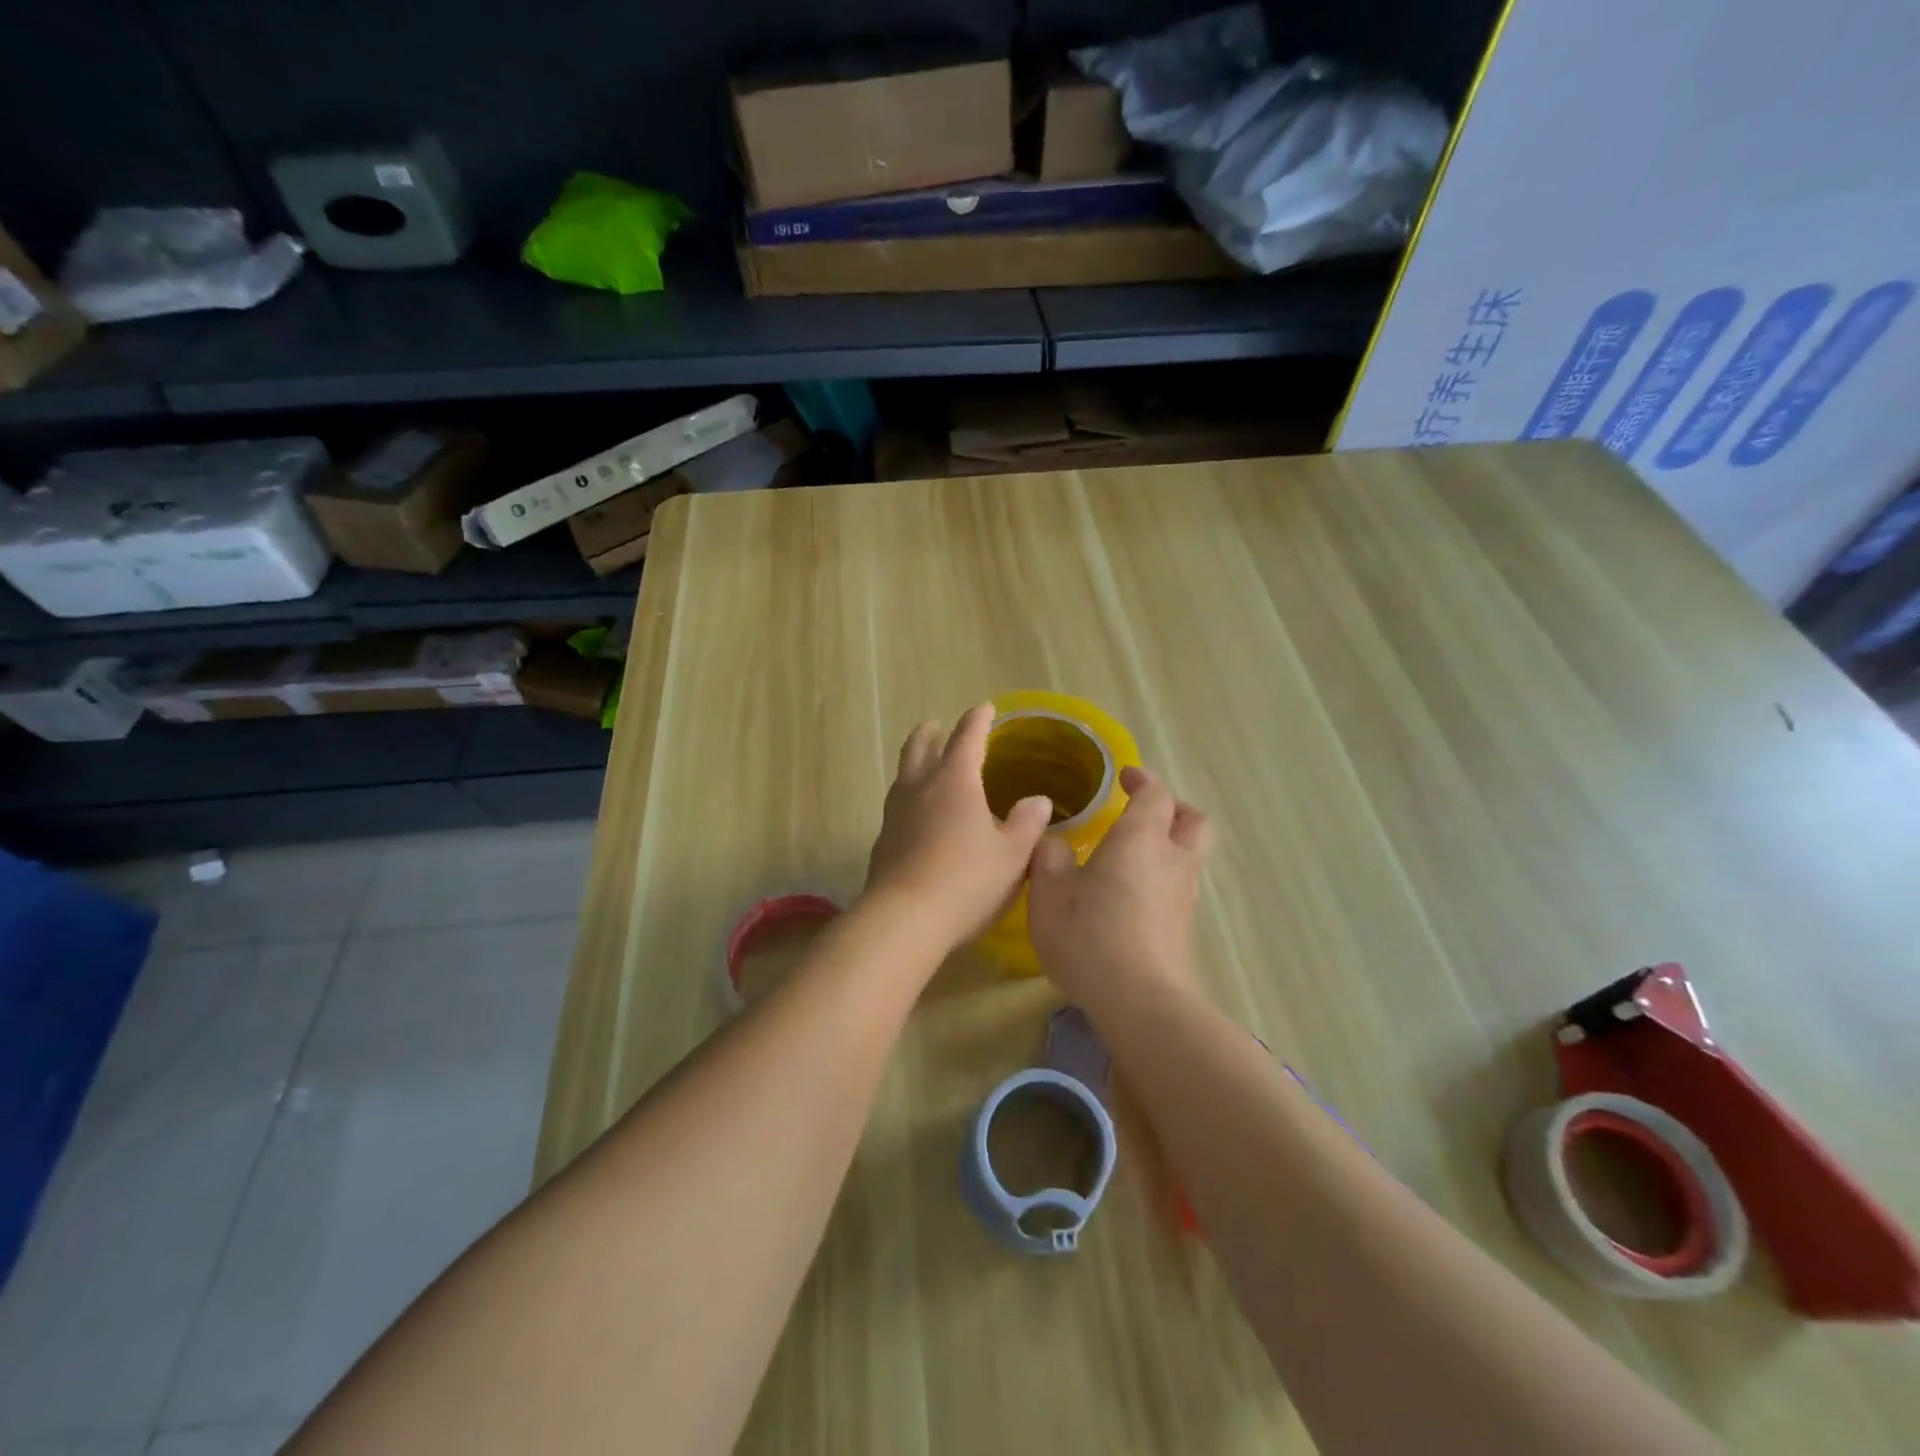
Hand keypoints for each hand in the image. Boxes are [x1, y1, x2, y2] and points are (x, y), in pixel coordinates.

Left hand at [864, 704, 1052, 950]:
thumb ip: (1027, 824)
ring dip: (914, 764)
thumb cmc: (967, 881)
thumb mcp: (1012, 856)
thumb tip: (1038, 800)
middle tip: (936, 726)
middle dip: (930, 734)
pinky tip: (917, 818)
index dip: (977, 720)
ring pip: (902, 776)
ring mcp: (894, 814)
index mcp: (954, 782)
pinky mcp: (882, 842)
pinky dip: (909, 799)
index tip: (985, 708)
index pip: (966, 738)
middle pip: (919, 748)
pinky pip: (897, 807)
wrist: (904, 919)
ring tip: (925, 767)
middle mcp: (919, 789)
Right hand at [1027, 765, 1212, 1008]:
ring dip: (1168, 845)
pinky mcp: (1183, 928)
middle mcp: (1172, 859)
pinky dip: (1161, 878)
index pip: (1155, 793)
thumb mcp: (1048, 891)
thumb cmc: (1090, 934)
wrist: (1140, 1001)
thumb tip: (1054, 842)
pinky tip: (1130, 896)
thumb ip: (1048, 857)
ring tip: (1131, 855)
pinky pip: (1178, 887)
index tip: (1124, 777)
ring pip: (1189, 855)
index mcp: (1141, 838)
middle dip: (1173, 808)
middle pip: (1192, 821)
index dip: (1142, 779)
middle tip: (1143, 810)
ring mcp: (1184, 896)